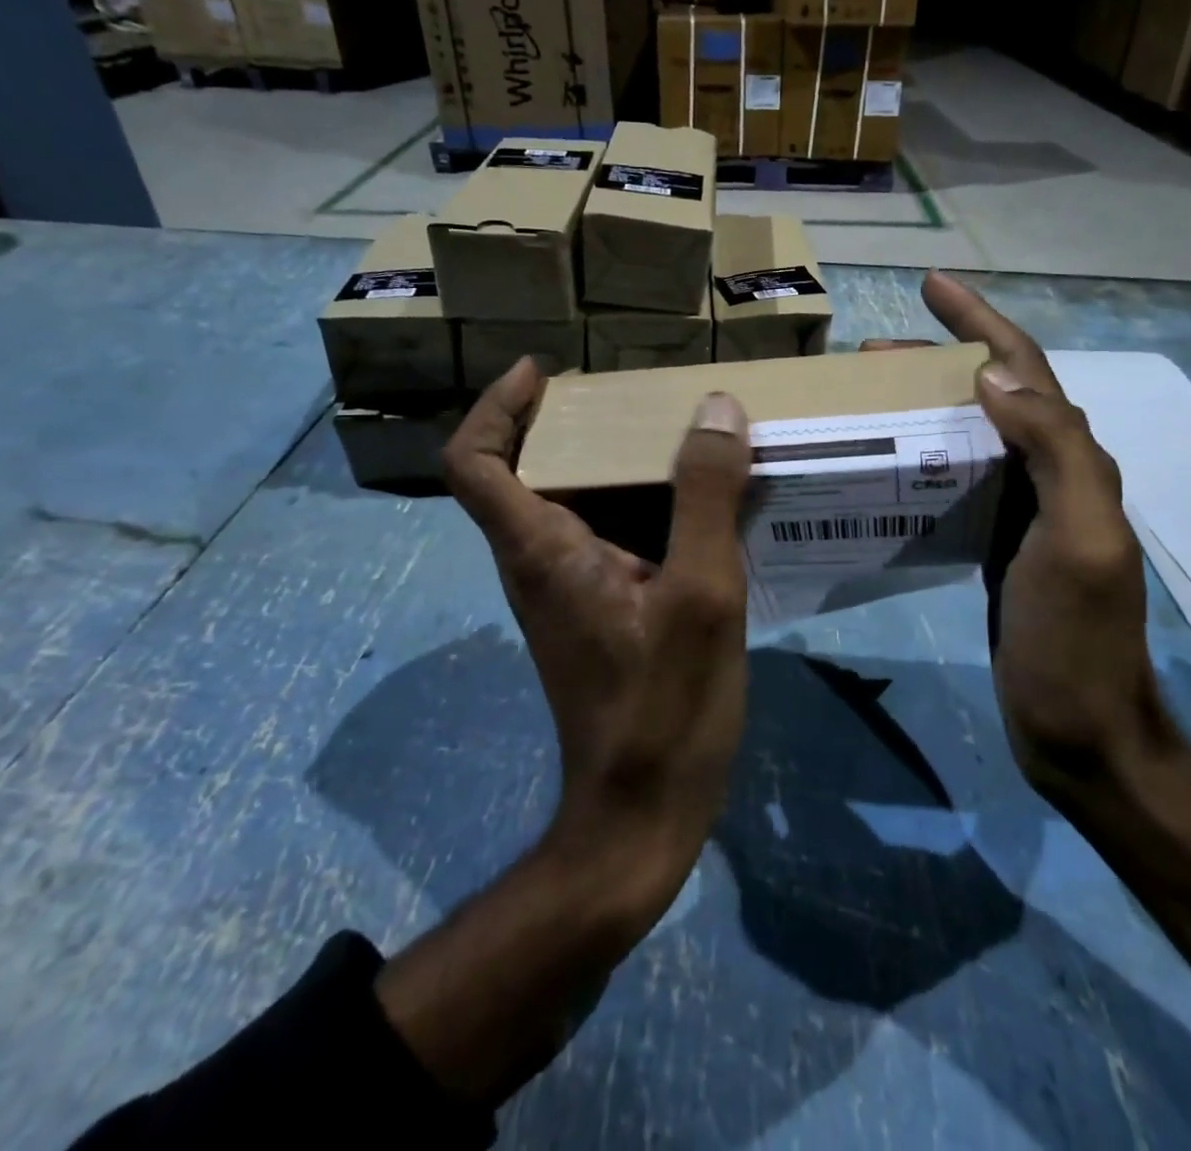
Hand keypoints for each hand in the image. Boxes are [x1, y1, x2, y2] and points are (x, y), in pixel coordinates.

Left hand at [442, 358, 753, 908]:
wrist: (641, 818)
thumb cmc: (663, 708)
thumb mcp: (701, 594)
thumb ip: (705, 498)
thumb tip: (715, 411)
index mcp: (543, 551)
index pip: (474, 463)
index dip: (497, 407)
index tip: (542, 372)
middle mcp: (539, 565)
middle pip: (528, 471)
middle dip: (573, 422)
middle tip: (638, 398)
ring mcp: (567, 594)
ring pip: (571, 504)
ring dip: (613, 463)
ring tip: (680, 438)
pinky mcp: (597, 614)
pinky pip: (606, 537)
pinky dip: (639, 506)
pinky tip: (699, 509)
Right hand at [877, 279, 1190, 1135]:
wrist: (1079, 730)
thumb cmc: (1076, 641)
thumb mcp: (1079, 543)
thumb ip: (1054, 454)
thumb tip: (994, 379)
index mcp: (1074, 462)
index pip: (1025, 371)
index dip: (981, 322)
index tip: (933, 286)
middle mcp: (1052, 473)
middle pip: (994, 393)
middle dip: (941, 357)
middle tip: (874, 354)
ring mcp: (1022, 509)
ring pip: (972, 433)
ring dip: (928, 402)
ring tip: (872, 393)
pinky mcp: (995, 542)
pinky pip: (957, 478)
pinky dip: (923, 453)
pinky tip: (887, 458)